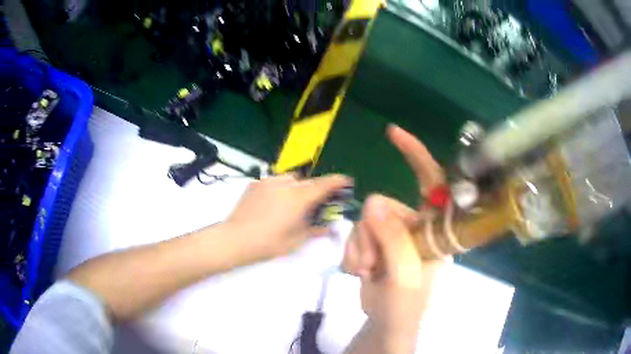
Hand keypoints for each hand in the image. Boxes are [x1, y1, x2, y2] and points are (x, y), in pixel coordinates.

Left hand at [226, 174, 351, 262]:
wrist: (235, 238)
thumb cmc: (268, 243)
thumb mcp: (295, 241)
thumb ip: (314, 230)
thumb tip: (327, 226)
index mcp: (298, 198)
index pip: (323, 185)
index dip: (337, 181)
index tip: (346, 181)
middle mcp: (285, 184)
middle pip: (308, 182)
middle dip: (315, 190)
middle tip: (315, 204)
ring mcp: (268, 181)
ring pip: (290, 179)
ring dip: (297, 188)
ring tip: (292, 204)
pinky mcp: (255, 184)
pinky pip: (275, 182)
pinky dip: (281, 188)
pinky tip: (274, 203)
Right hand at [342, 125, 447, 338]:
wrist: (385, 326)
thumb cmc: (405, 307)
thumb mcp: (406, 276)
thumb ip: (395, 240)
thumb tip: (373, 204)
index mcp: (434, 230)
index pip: (432, 183)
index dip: (416, 155)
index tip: (393, 134)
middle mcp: (415, 227)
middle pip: (384, 207)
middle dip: (371, 235)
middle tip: (372, 263)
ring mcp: (393, 236)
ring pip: (365, 222)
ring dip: (359, 248)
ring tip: (366, 271)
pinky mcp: (374, 245)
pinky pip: (355, 235)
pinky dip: (352, 254)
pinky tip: (359, 271)